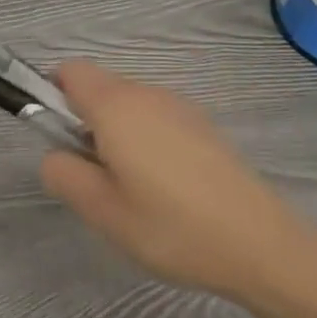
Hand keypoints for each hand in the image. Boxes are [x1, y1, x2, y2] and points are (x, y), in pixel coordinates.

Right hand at [39, 62, 316, 302]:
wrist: (264, 247)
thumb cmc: (172, 226)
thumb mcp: (101, 210)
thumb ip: (62, 173)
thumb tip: (56, 154)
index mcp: (115, 105)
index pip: (68, 71)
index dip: (52, 95)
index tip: (61, 138)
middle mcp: (146, 93)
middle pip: (98, 87)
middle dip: (84, 120)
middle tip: (96, 174)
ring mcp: (179, 107)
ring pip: (128, 104)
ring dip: (117, 132)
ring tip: (133, 189)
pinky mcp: (203, 126)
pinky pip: (157, 119)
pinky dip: (147, 140)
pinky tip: (167, 189)